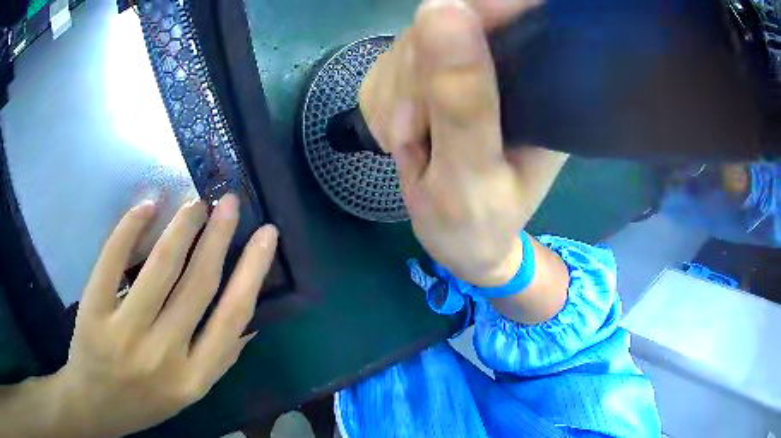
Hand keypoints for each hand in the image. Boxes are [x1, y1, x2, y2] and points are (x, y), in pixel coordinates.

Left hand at [54, 194, 277, 436]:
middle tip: (229, 201)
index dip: (253, 270)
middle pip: (198, 284)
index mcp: (194, 378)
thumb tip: (250, 322)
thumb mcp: (189, 393)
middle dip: (219, 236)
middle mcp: (163, 356)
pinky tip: (147, 207)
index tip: (267, 235)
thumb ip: (219, 360)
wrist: (95, 406)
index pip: (232, 316)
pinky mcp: (93, 312)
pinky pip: (113, 261)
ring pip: (160, 268)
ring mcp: (125, 333)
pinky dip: (130, 228)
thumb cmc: (144, 401)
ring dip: (182, 227)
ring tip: (196, 204)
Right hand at [360, 0, 567, 285]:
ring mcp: (469, 69)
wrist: (460, 241)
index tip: (433, 72)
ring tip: (409, 146)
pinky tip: (399, 136)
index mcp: (542, 88)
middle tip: (412, 139)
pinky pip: (390, 65)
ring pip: (411, 43)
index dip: (466, 18)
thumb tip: (440, 8)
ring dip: (394, 96)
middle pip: (445, 25)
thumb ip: (461, 100)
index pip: (507, 14)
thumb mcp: (471, 172)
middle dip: (413, 80)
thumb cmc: (477, 224)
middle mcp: (510, 68)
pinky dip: (382, 102)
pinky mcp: (435, 78)